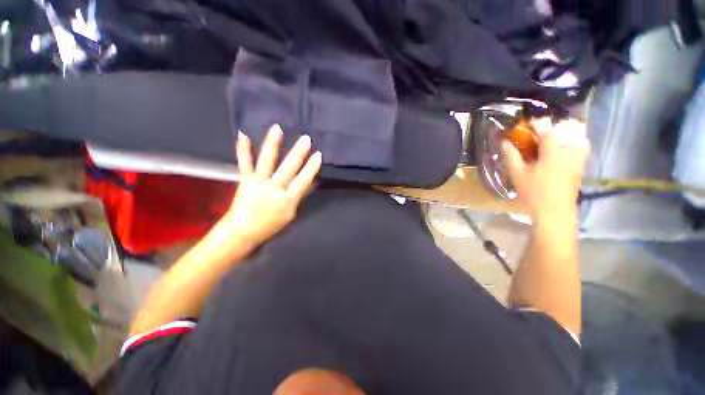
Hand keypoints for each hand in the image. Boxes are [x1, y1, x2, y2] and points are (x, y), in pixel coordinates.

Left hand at [224, 124, 321, 246]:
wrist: (243, 231)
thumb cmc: (271, 225)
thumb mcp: (290, 214)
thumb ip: (299, 196)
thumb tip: (310, 181)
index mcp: (287, 200)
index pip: (303, 181)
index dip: (311, 167)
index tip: (318, 155)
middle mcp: (274, 189)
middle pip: (288, 168)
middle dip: (298, 153)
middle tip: (306, 139)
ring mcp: (258, 183)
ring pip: (267, 161)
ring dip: (272, 144)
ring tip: (277, 128)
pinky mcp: (245, 180)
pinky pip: (244, 163)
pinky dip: (243, 149)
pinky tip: (243, 134)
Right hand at [502, 118, 589, 217]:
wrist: (555, 210)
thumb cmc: (534, 192)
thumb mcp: (517, 174)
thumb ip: (511, 155)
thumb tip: (505, 142)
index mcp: (553, 151)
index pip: (547, 128)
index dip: (537, 123)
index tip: (527, 123)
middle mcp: (570, 150)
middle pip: (569, 127)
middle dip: (555, 125)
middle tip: (542, 132)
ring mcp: (579, 158)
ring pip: (579, 136)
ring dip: (567, 132)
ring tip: (553, 139)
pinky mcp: (581, 165)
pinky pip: (582, 146)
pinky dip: (574, 142)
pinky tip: (562, 150)